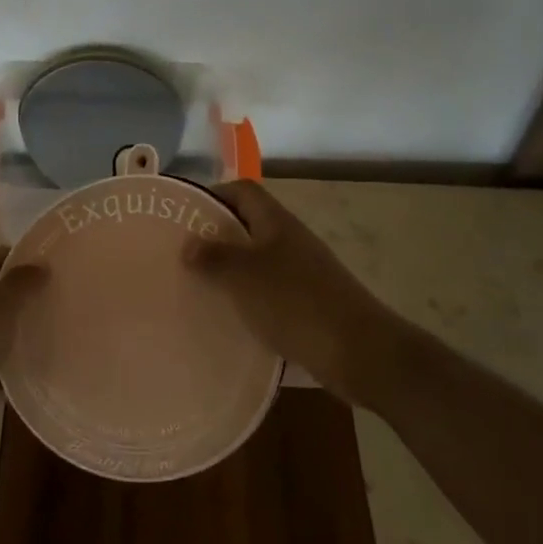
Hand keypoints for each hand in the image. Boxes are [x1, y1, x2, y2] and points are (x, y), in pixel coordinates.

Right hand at [186, 180, 396, 397]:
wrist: (360, 352)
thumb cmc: (296, 303)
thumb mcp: (245, 275)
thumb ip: (214, 257)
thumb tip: (188, 244)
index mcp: (276, 222)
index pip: (242, 191)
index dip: (213, 196)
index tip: (183, 217)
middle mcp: (290, 240)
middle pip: (248, 226)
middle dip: (215, 238)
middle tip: (182, 256)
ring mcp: (302, 273)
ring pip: (256, 262)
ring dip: (230, 272)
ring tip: (197, 288)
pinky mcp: (308, 304)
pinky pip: (268, 293)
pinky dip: (247, 300)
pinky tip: (228, 319)